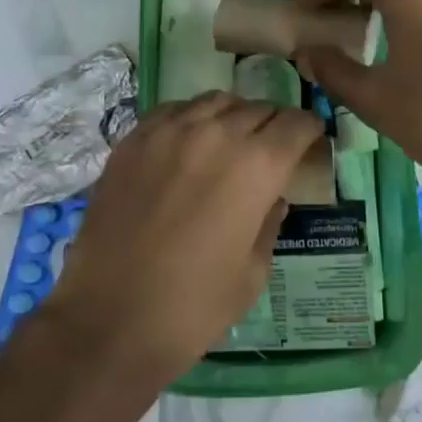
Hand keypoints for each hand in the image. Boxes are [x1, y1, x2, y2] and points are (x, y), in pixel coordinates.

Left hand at [41, 91, 322, 383]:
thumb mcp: (253, 273)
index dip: (310, 130)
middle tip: (273, 146)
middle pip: (258, 108)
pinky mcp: (133, 140)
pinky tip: (188, 142)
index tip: (311, 139)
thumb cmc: (194, 307)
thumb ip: (269, 223)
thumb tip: (272, 198)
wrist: (110, 320)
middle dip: (274, 124)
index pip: (296, 124)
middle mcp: (216, 134)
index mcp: (256, 166)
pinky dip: (191, 118)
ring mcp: (169, 132)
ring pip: (215, 101)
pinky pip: (173, 111)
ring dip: (233, 115)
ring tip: (231, 139)